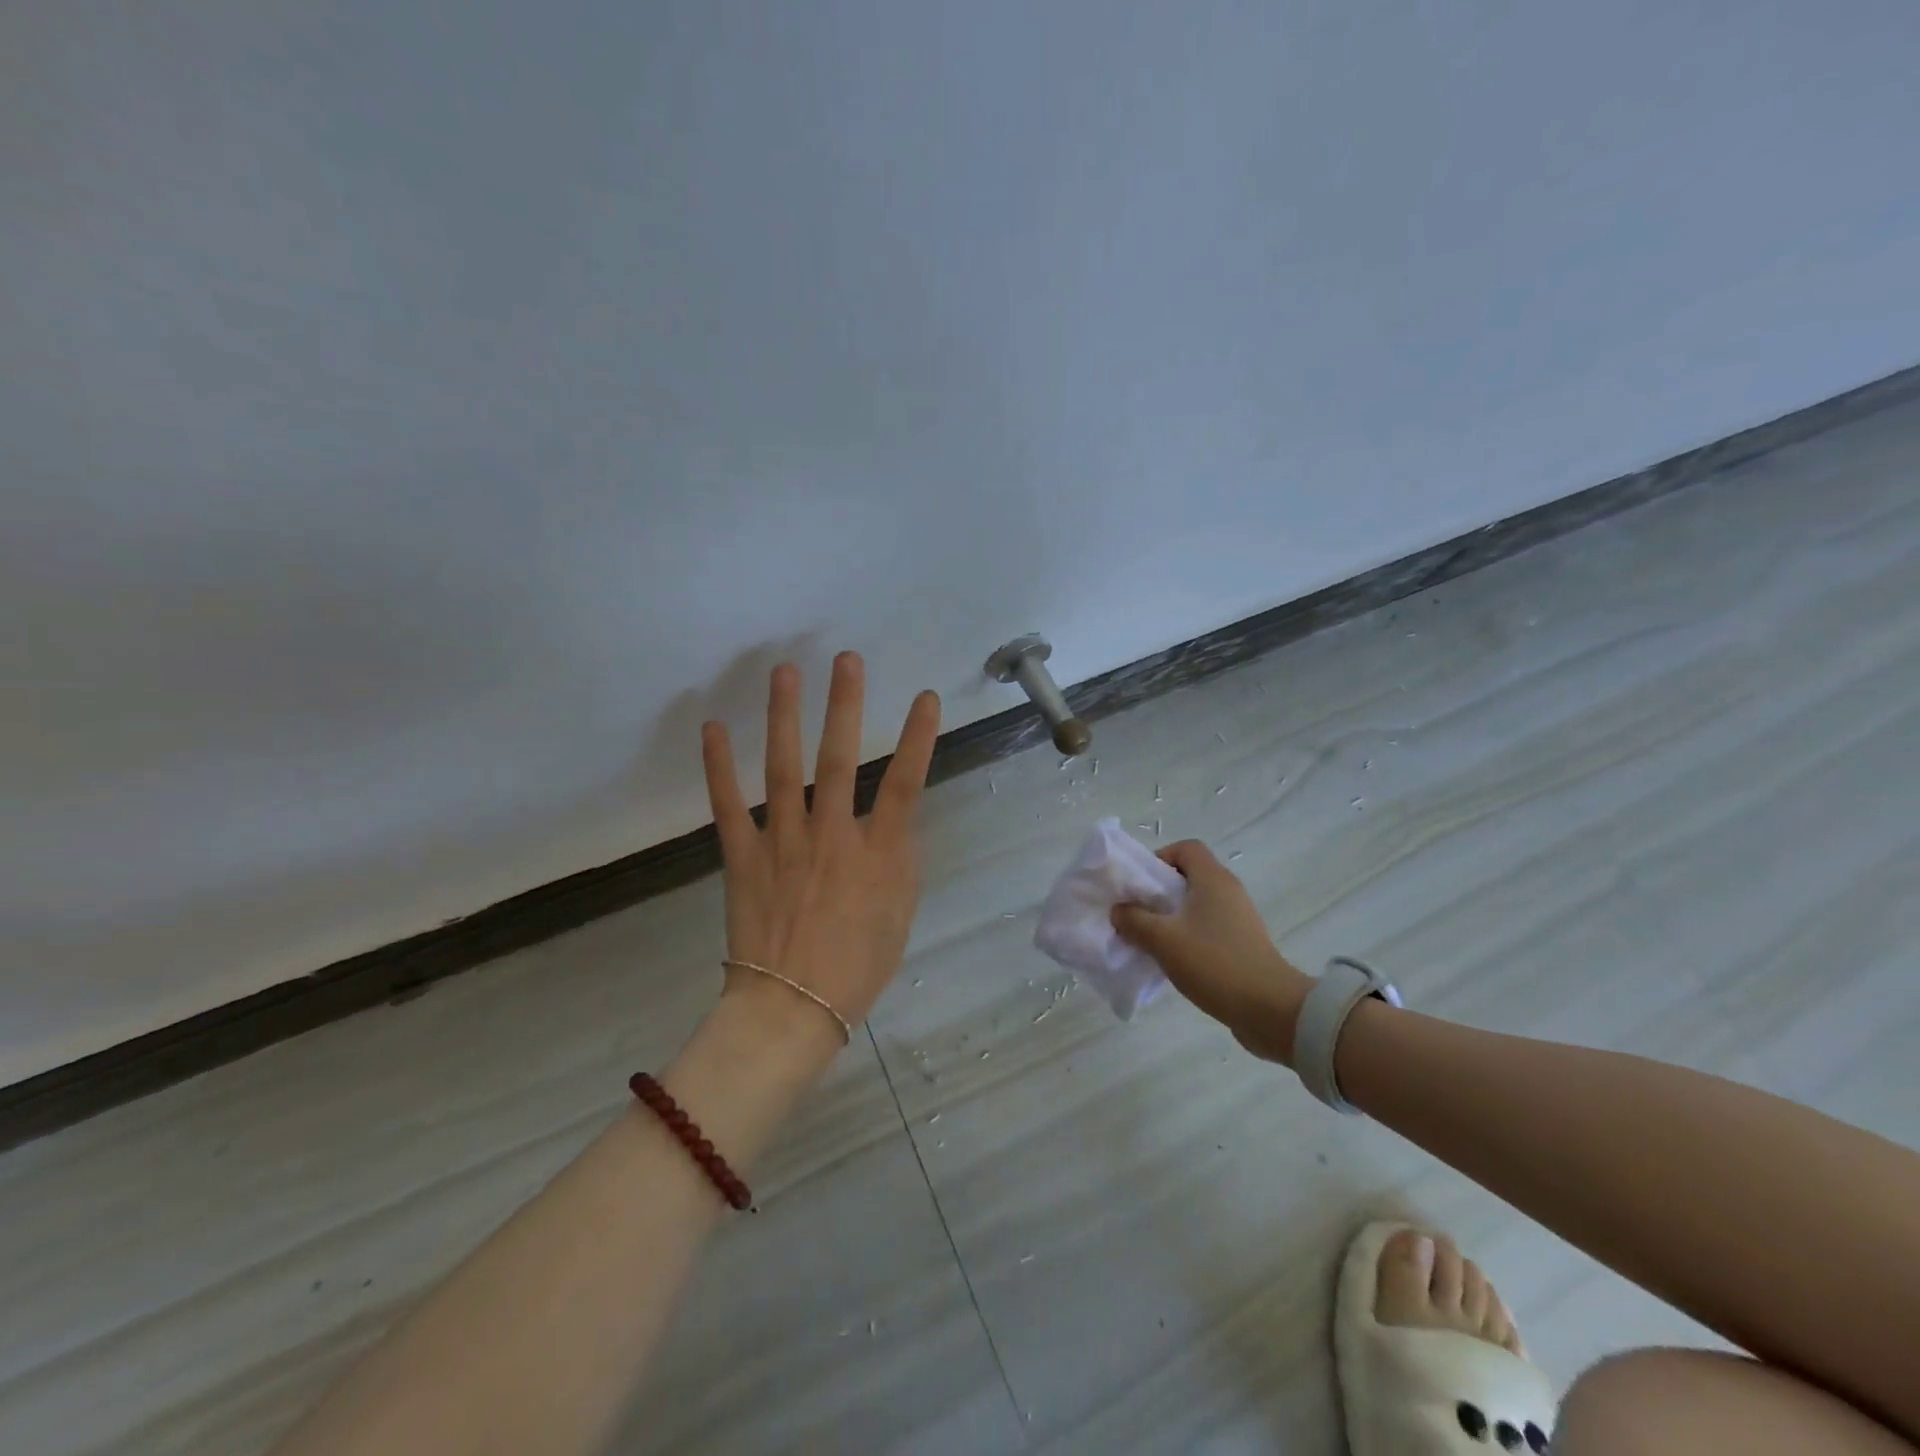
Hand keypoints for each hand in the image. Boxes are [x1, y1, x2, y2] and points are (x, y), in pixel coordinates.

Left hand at [701, 652, 941, 1041]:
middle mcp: (832, 837)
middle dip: (845, 705)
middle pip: (841, 760)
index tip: (926, 698)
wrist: (791, 1010)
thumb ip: (902, 862)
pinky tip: (713, 728)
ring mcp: (783, 843)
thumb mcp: (900, 916)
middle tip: (846, 659)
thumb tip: (899, 822)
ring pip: (784, 769)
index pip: (906, 784)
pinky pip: (729, 806)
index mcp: (877, 854)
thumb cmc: (857, 968)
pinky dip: (719, 767)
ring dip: (785, 717)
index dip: (919, 738)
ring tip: (785, 673)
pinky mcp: (743, 857)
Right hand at [1111, 840, 1311, 1064]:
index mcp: (1213, 879)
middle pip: (1189, 876)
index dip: (1160, 858)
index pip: (1186, 848)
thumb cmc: (1215, 963)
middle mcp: (1228, 891)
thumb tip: (1119, 910)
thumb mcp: (1163, 940)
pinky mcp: (1242, 944)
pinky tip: (1172, 959)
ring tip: (1150, 939)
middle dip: (1158, 891)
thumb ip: (1134, 920)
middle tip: (1137, 913)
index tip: (1140, 885)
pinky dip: (1186, 936)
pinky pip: (1206, 928)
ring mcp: (1238, 919)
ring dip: (1170, 917)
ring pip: (1196, 905)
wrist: (1270, 1010)